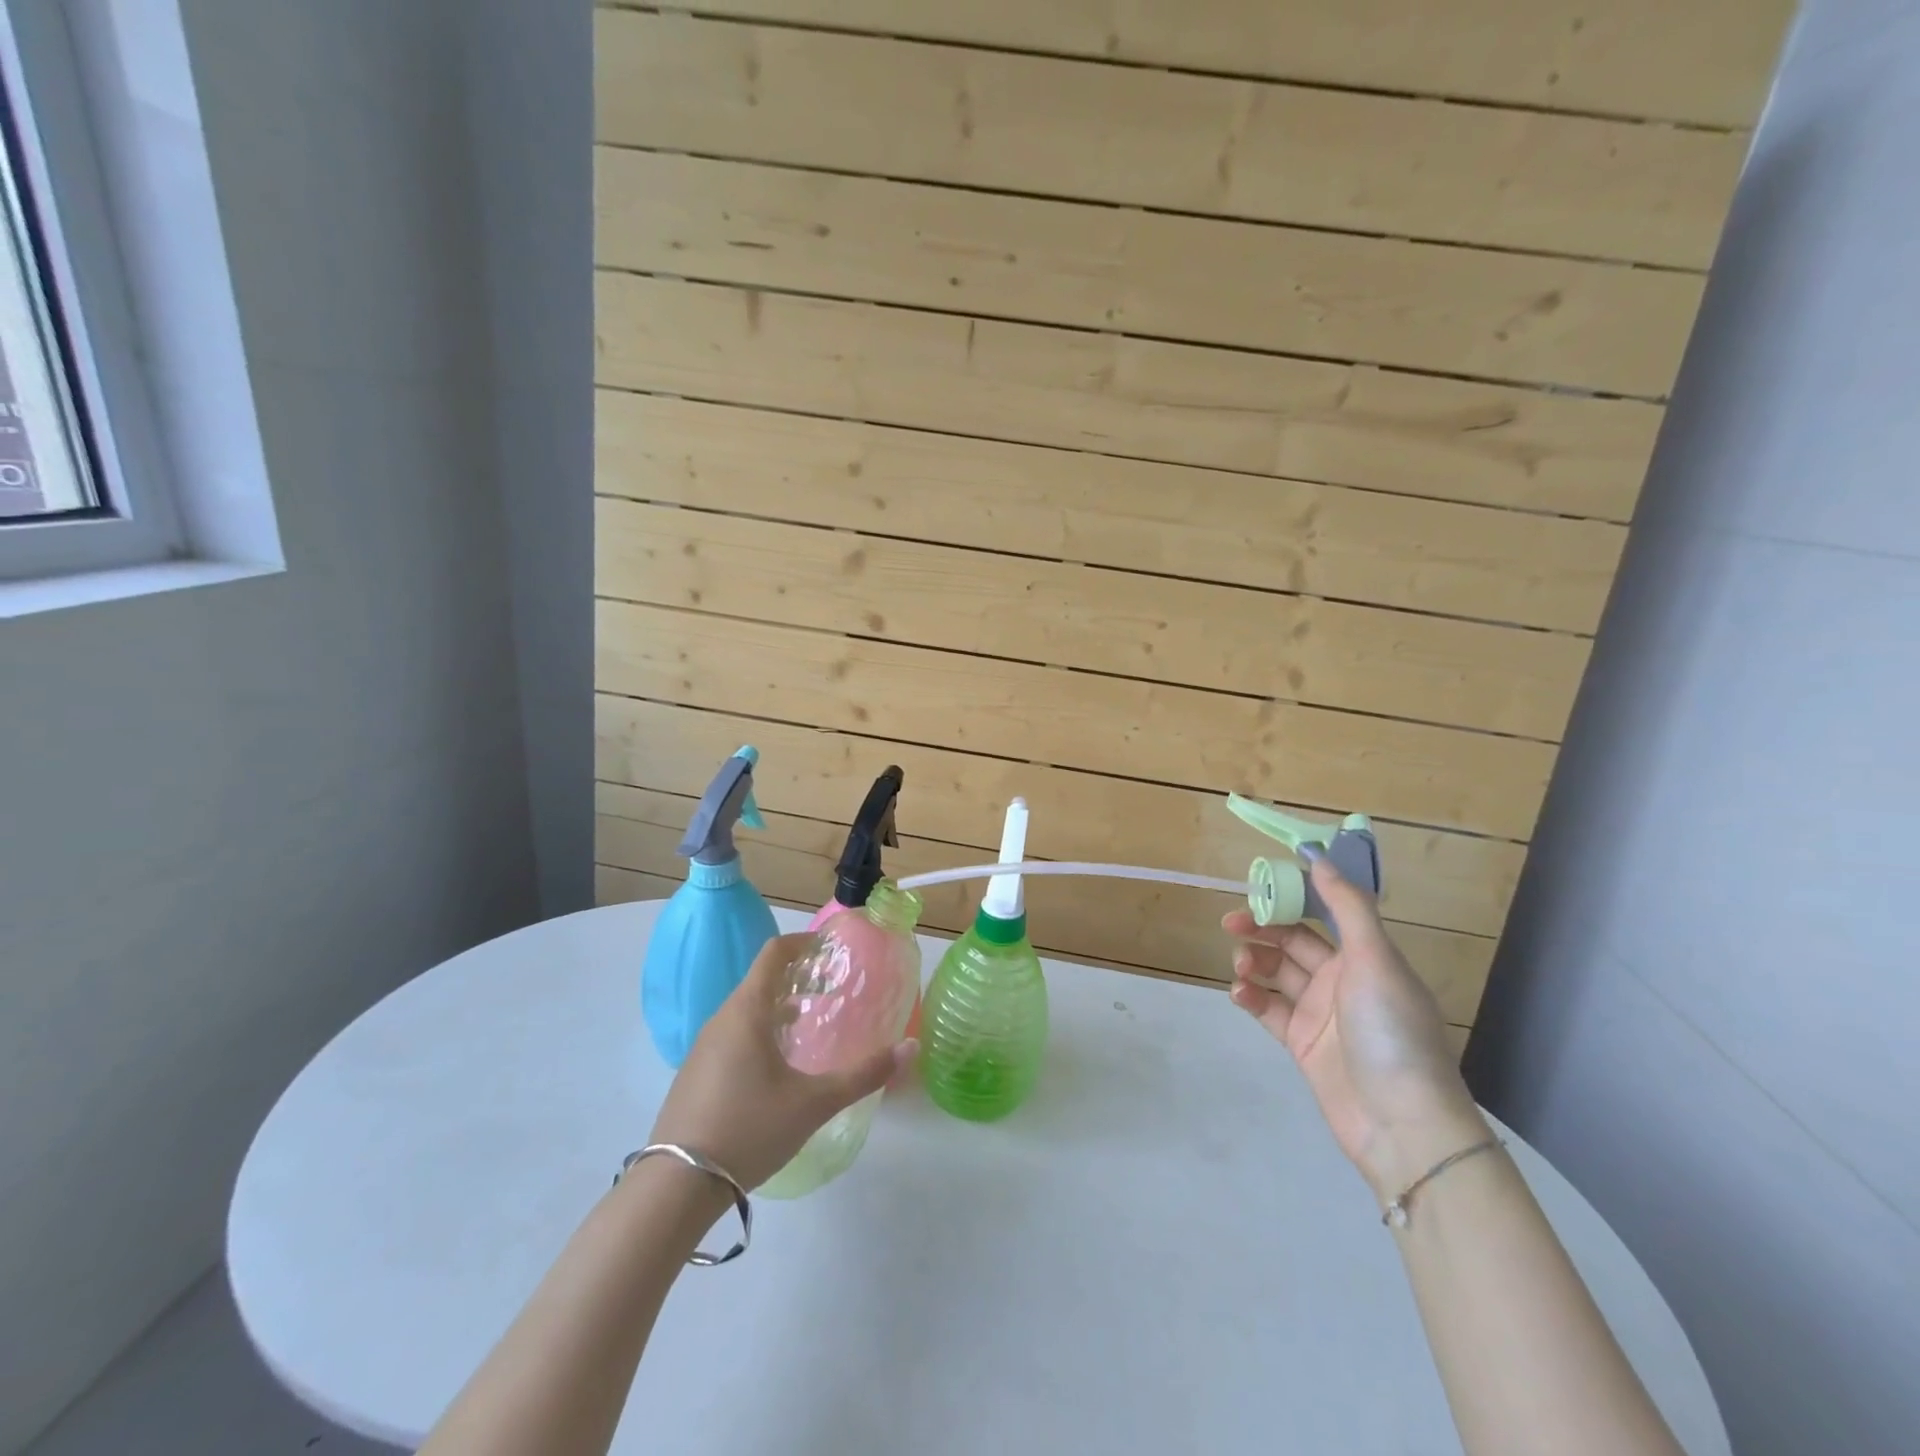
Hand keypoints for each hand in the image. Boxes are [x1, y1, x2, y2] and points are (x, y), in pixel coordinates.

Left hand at [650, 932, 917, 1190]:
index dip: (803, 942)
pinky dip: (760, 1029)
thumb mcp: (814, 1103)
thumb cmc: (749, 1130)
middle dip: (796, 975)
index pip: (774, 953)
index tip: (831, 948)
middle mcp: (721, 1019)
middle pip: (760, 979)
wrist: (673, 1188)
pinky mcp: (694, 1074)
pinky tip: (777, 1065)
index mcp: (747, 1012)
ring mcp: (702, 1048)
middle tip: (830, 987)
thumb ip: (863, 1074)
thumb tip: (910, 1048)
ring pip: (745, 1009)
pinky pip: (732, 1034)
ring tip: (809, 1022)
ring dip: (778, 1004)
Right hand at [1224, 854, 1486, 1200]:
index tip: (1258, 889)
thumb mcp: (1375, 960)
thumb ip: (1347, 907)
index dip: (1291, 900)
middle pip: (1293, 943)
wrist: (1402, 1124)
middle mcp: (1342, 981)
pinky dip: (1252, 997)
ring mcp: (1320, 1014)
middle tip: (1232, 925)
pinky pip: (1269, 1010)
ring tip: (1240, 966)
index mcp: (1365, 957)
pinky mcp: (1302, 1045)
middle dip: (1262, 929)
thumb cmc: (1392, 1031)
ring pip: (1277, 974)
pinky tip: (1240, 994)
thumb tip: (1318, 857)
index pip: (1321, 916)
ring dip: (1254, 962)